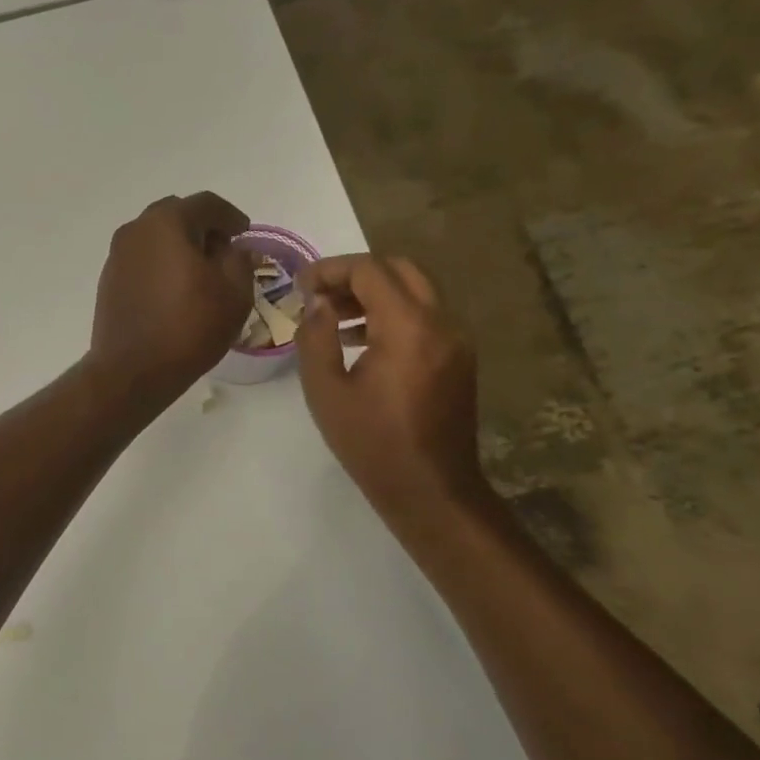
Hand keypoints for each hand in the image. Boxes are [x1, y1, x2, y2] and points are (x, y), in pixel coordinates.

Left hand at [88, 193, 253, 409]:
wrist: (132, 370)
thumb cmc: (189, 327)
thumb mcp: (234, 292)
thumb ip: (239, 260)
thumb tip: (233, 249)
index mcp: (167, 222)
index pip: (206, 204)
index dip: (231, 216)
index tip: (244, 233)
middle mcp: (136, 229)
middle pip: (176, 215)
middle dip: (203, 228)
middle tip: (223, 252)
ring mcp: (117, 255)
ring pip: (156, 237)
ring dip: (179, 246)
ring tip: (200, 274)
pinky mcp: (109, 280)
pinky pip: (142, 260)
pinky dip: (161, 264)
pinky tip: (175, 290)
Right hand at [294, 253, 490, 536]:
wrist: (431, 490)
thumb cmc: (371, 443)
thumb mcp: (326, 390)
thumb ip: (316, 337)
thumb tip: (318, 303)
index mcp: (409, 327)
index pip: (370, 271)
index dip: (331, 270)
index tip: (301, 286)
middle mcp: (441, 323)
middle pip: (399, 270)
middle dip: (355, 274)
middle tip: (320, 296)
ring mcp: (456, 339)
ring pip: (415, 291)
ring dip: (374, 293)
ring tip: (334, 319)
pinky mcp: (459, 357)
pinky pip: (426, 316)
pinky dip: (394, 313)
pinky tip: (363, 340)